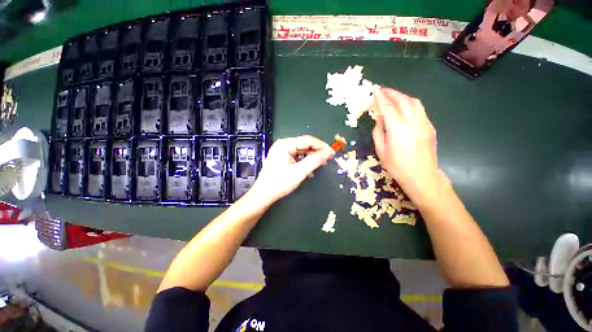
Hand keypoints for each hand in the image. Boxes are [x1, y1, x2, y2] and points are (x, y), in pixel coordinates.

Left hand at [250, 135, 334, 203]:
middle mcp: (283, 145)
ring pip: (302, 151)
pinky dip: (305, 162)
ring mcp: (282, 152)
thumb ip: (314, 161)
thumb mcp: (299, 171)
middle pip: (305, 145)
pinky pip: (297, 157)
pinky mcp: (283, 159)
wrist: (264, 195)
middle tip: (328, 159)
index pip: (308, 140)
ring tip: (321, 164)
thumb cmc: (280, 183)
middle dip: (317, 152)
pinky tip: (310, 170)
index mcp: (285, 144)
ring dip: (312, 157)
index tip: (332, 153)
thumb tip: (328, 152)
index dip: (321, 146)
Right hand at [370, 88, 443, 201]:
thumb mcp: (381, 150)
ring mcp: (424, 123)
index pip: (388, 108)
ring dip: (402, 96)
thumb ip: (378, 132)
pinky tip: (403, 107)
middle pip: (403, 101)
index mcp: (398, 129)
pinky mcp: (430, 126)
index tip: (375, 91)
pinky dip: (409, 104)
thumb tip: (380, 120)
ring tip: (392, 97)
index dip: (381, 98)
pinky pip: (419, 109)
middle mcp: (413, 122)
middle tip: (382, 91)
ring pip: (414, 102)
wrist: (422, 176)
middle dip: (392, 93)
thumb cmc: (397, 166)